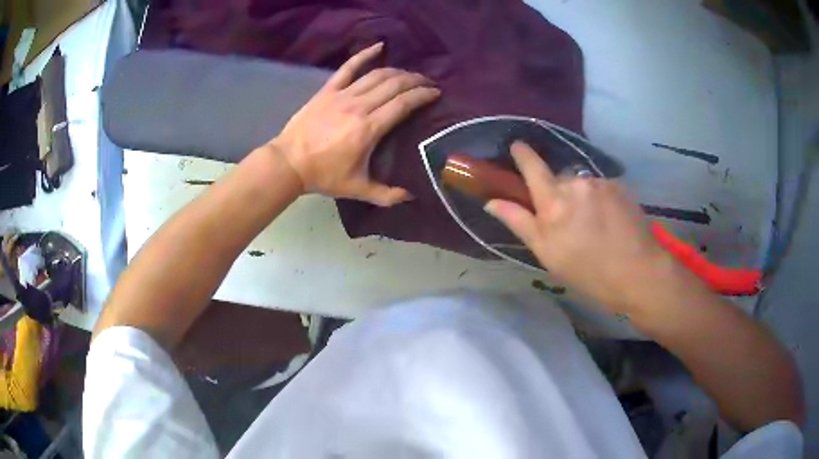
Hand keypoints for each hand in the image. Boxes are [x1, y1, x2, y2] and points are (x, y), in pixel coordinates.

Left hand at [271, 43, 439, 206]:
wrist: (288, 163)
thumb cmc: (323, 176)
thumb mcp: (357, 190)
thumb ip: (386, 195)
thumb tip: (411, 197)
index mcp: (369, 129)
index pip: (403, 104)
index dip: (423, 95)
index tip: (435, 93)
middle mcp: (359, 106)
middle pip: (394, 85)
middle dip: (416, 81)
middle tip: (428, 83)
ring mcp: (343, 95)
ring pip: (377, 75)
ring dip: (398, 71)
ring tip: (410, 74)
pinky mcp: (328, 90)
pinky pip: (349, 67)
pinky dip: (364, 54)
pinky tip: (379, 46)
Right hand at [485, 142, 673, 310]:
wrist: (637, 272)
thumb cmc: (587, 271)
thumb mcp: (547, 253)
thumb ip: (519, 222)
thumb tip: (492, 201)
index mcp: (553, 201)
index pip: (532, 166)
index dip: (522, 154)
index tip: (517, 146)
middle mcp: (576, 183)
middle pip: (558, 178)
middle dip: (557, 193)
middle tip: (566, 221)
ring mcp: (600, 183)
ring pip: (581, 184)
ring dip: (581, 197)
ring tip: (592, 225)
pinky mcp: (619, 186)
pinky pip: (600, 187)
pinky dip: (599, 199)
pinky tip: (608, 221)